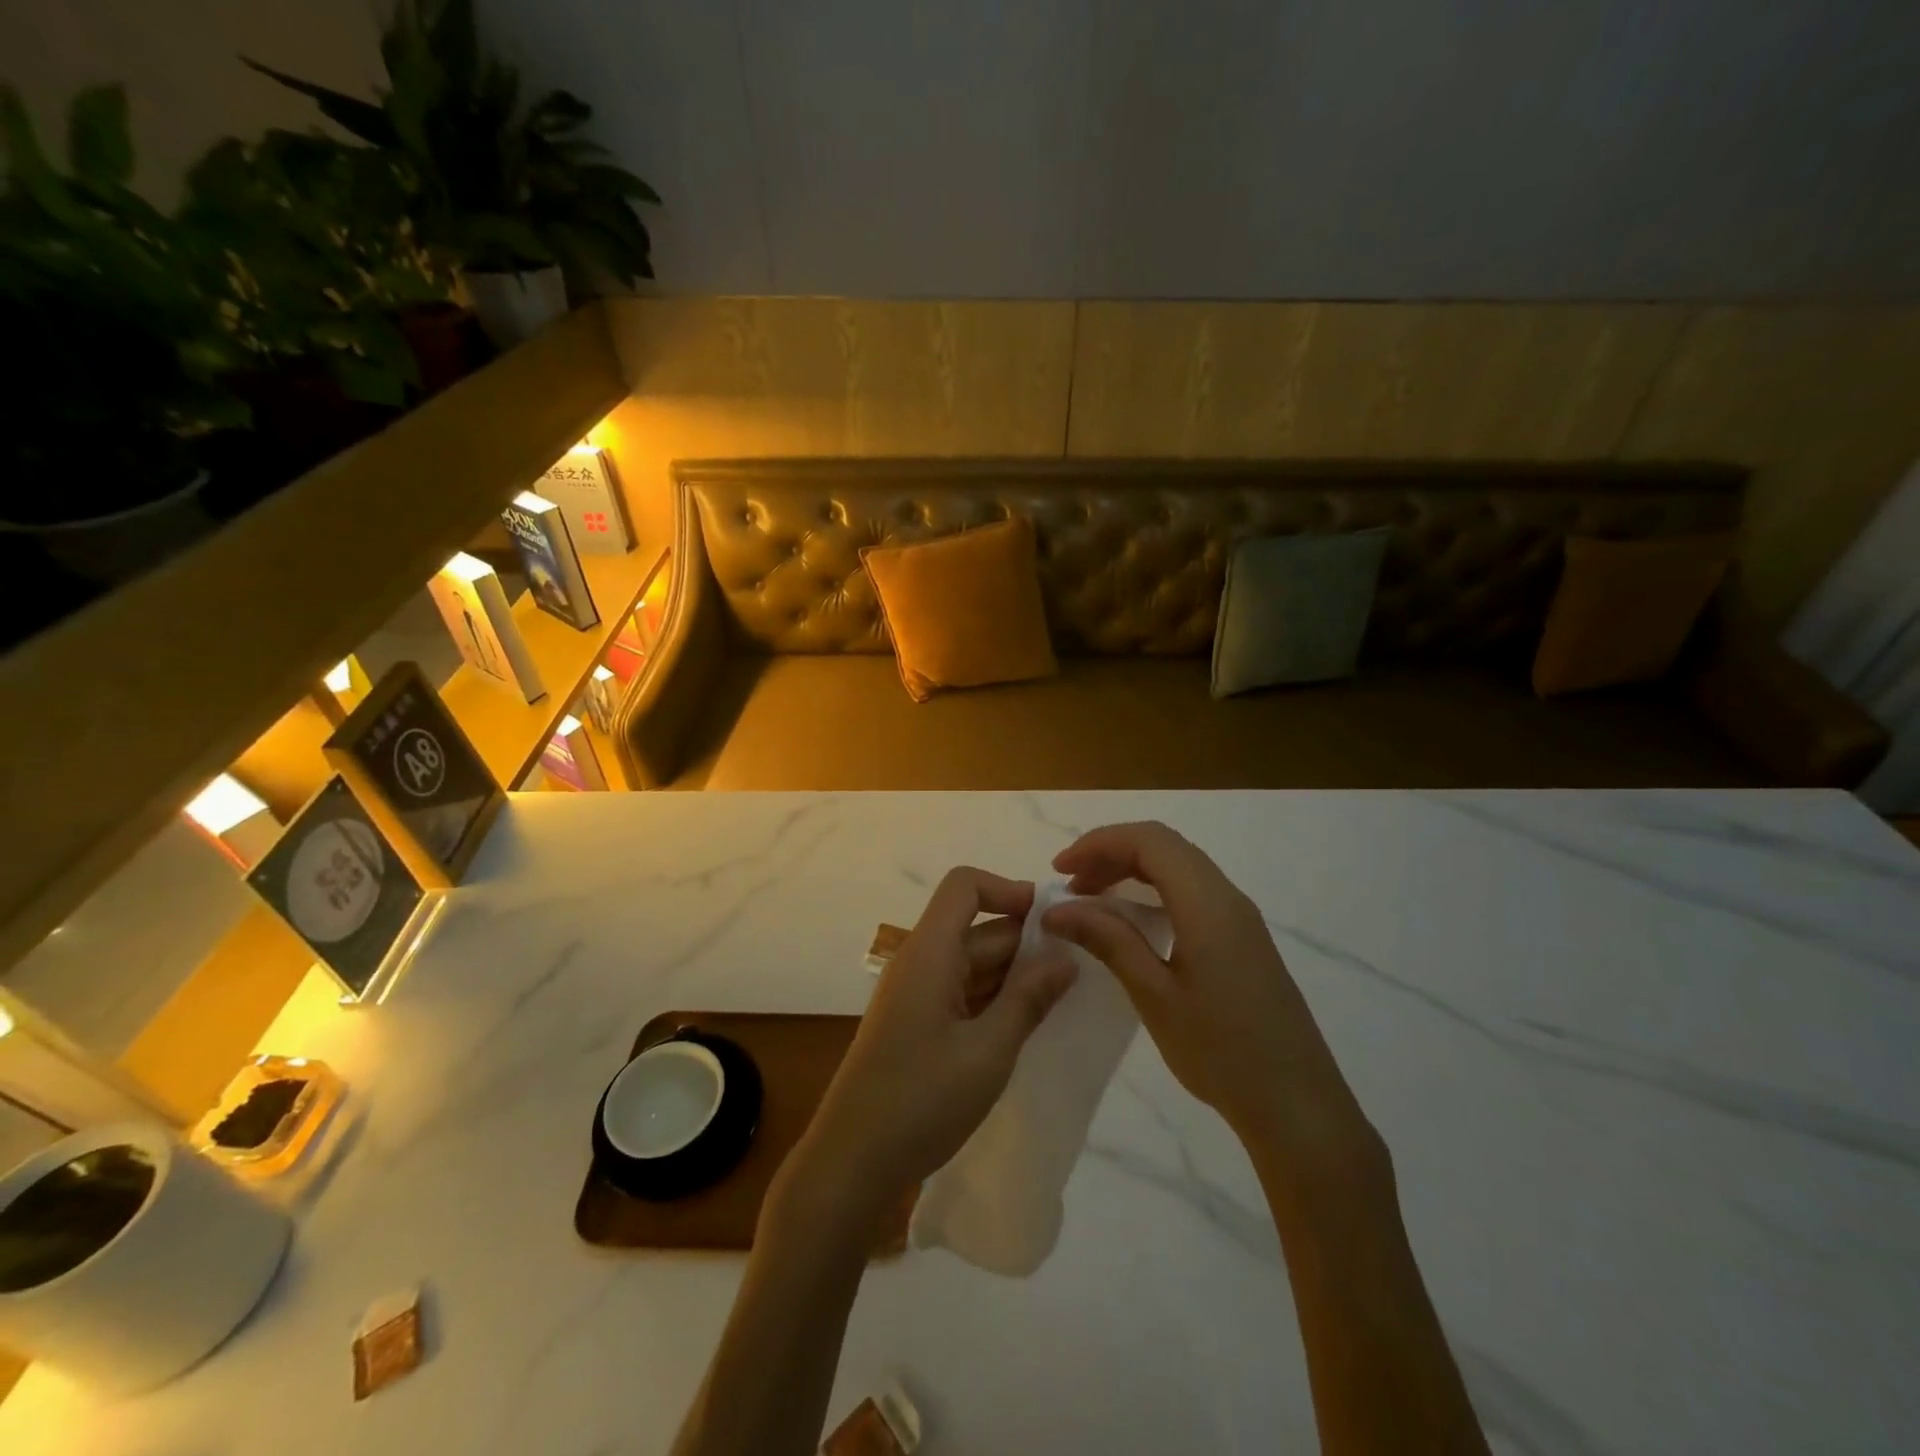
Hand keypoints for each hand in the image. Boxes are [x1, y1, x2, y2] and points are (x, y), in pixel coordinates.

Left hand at [787, 868, 1077, 1220]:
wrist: (851, 1163)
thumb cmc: (920, 1101)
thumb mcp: (987, 1052)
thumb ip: (1028, 999)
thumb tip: (1064, 957)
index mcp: (930, 953)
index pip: (965, 886)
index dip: (1008, 890)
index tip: (1052, 923)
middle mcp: (921, 962)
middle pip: (978, 929)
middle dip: (1026, 944)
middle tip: (1077, 975)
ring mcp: (916, 995)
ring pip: (974, 963)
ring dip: (1014, 976)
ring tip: (1062, 1004)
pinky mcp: (916, 1024)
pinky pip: (962, 993)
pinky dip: (995, 1001)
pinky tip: (1025, 1029)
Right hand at [1042, 822, 1368, 1151]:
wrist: (1298, 1105)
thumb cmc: (1222, 1051)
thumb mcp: (1154, 995)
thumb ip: (1108, 940)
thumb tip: (1058, 910)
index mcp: (1207, 903)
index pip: (1148, 841)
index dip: (1098, 843)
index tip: (1059, 870)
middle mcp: (1227, 897)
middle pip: (1164, 846)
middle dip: (1111, 853)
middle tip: (1070, 884)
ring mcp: (1240, 917)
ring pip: (1179, 867)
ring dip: (1132, 870)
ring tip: (1091, 899)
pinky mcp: (1243, 939)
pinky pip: (1192, 891)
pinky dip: (1154, 890)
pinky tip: (1132, 922)